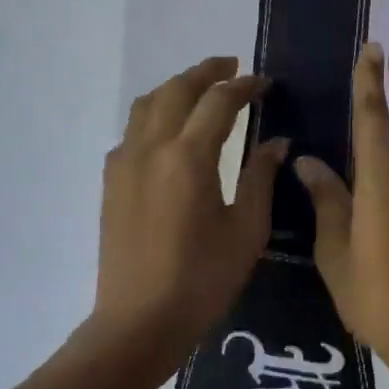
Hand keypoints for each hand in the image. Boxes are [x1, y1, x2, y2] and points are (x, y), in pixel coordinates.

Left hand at [91, 57, 288, 366]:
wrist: (139, 322)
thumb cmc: (202, 280)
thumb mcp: (246, 230)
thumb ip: (260, 177)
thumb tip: (277, 142)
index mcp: (188, 157)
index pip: (219, 102)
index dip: (244, 86)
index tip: (265, 83)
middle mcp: (151, 148)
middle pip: (177, 90)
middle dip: (207, 72)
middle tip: (232, 66)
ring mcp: (124, 163)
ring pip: (147, 104)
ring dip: (176, 88)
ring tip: (201, 89)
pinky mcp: (112, 182)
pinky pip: (133, 130)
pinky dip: (155, 114)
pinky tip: (171, 131)